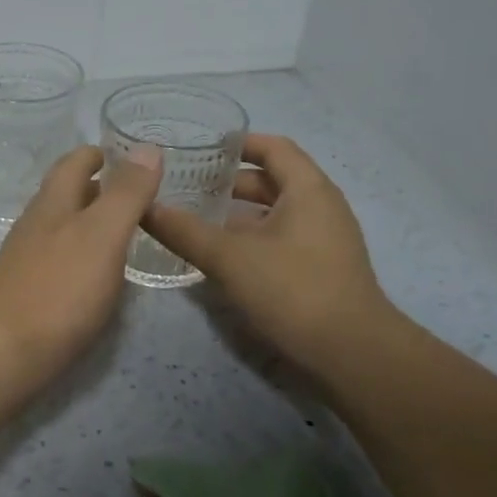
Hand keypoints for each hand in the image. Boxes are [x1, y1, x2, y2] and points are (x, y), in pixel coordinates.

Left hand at [0, 144, 162, 406]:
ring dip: (88, 219)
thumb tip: (147, 147)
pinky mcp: (26, 291)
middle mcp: (35, 225)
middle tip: (132, 191)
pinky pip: (58, 258)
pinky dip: (81, 252)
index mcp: (52, 204)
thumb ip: (126, 194)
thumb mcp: (103, 235)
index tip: (122, 154)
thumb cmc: (59, 289)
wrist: (4, 352)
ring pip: (60, 226)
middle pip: (63, 193)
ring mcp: (26, 259)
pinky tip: (96, 271)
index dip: (96, 154)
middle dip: (94, 186)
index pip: (72, 163)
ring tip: (121, 228)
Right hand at [142, 133, 392, 371]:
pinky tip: (221, 254)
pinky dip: (251, 237)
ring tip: (195, 218)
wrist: (353, 354)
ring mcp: (324, 239)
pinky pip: (281, 238)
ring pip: (275, 212)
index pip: (273, 147)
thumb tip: (144, 207)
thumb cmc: (293, 290)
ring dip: (238, 213)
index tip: (201, 147)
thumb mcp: (230, 258)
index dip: (238, 143)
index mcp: (308, 190)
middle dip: (230, 181)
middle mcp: (321, 206)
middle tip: (187, 185)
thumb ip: (185, 231)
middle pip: (272, 180)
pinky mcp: (321, 268)